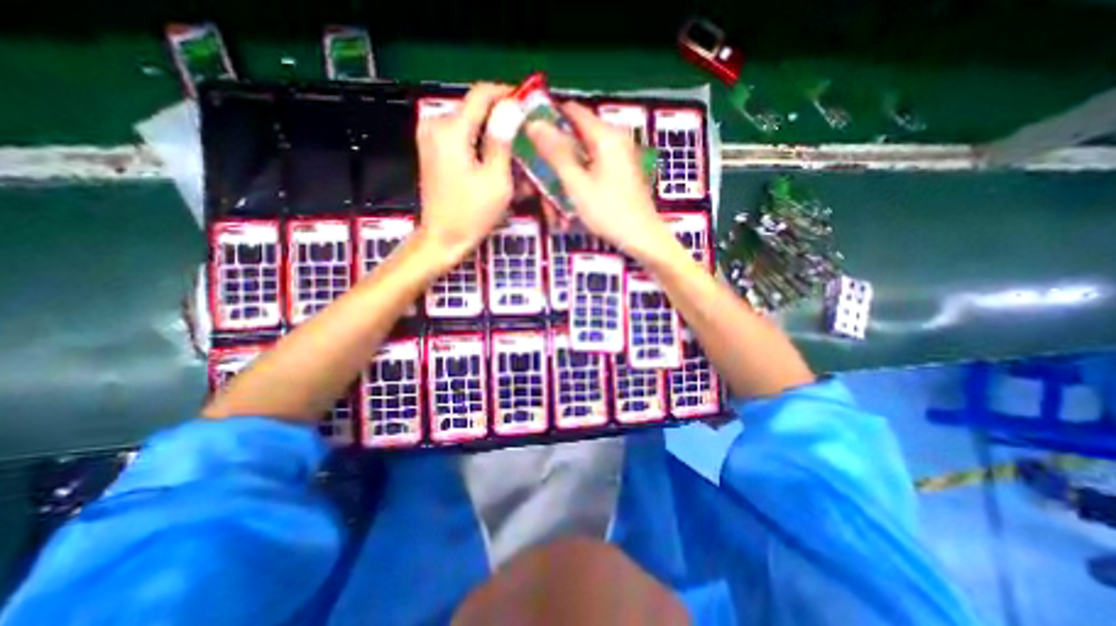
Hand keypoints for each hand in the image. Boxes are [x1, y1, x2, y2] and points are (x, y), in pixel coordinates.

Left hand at [416, 81, 516, 268]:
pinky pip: (461, 136)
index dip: (507, 95)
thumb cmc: (472, 214)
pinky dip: (480, 145)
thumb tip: (512, 107)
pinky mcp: (433, 150)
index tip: (529, 105)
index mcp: (451, 129)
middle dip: (502, 119)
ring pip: (470, 123)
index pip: (482, 94)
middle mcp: (436, 124)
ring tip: (514, 154)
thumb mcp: (496, 180)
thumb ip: (502, 141)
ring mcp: (431, 137)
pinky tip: (495, 163)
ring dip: (492, 135)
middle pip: (475, 108)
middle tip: (525, 137)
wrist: (443, 238)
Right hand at [525, 102, 671, 257]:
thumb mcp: (577, 184)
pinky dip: (578, 187)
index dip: (548, 118)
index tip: (528, 136)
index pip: (572, 110)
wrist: (642, 238)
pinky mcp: (620, 174)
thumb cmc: (609, 211)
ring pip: (581, 161)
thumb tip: (534, 123)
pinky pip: (592, 173)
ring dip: (564, 182)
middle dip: (554, 162)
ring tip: (554, 211)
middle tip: (537, 185)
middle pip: (575, 139)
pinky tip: (569, 212)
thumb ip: (556, 153)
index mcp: (606, 136)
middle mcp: (614, 140)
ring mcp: (619, 158)